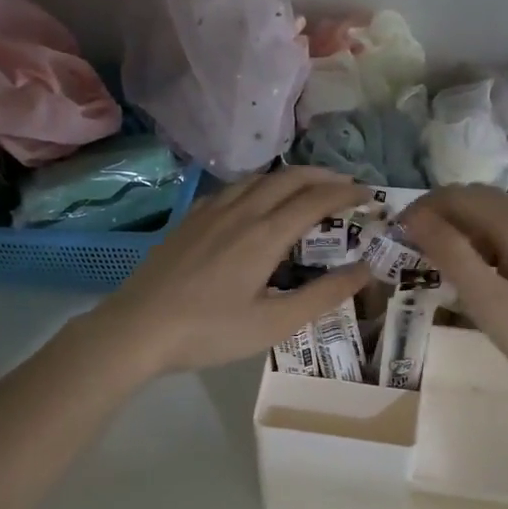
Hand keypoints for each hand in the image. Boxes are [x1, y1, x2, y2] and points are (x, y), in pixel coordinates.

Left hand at [93, 168, 370, 376]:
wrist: (137, 329)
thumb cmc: (210, 331)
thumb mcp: (274, 323)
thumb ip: (322, 295)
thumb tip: (365, 270)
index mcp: (265, 234)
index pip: (316, 200)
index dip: (347, 194)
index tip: (370, 195)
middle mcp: (240, 211)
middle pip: (289, 178)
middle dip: (323, 177)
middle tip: (347, 186)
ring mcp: (210, 212)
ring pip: (258, 179)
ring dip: (291, 177)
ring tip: (308, 188)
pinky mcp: (189, 220)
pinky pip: (233, 189)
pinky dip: (259, 186)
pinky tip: (255, 202)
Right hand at [397, 185, 507, 399]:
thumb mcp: (487, 300)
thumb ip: (450, 253)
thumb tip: (416, 218)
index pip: (461, 196)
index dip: (424, 208)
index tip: (397, 233)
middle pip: (480, 200)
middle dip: (442, 217)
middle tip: (413, 248)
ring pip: (498, 216)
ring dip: (465, 230)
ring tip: (440, 264)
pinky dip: (488, 243)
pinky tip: (479, 273)